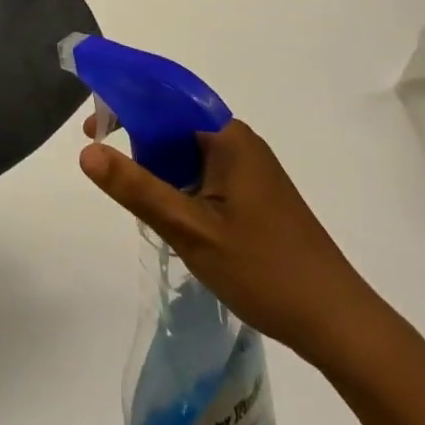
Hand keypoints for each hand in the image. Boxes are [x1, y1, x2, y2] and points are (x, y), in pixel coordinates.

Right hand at [80, 118, 396, 374]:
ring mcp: (251, 169)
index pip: (166, 102)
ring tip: (135, 199)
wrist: (337, 321)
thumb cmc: (263, 269)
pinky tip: (171, 215)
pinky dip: (181, 185)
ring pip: (190, 154)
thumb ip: (137, 188)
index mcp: (227, 137)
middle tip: (105, 170)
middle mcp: (240, 142)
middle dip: (138, 141)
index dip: (125, 107)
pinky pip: (207, 174)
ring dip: (159, 168)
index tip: (92, 129)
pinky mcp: (257, 195)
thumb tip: (87, 151)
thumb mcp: (191, 229)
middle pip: (176, 126)